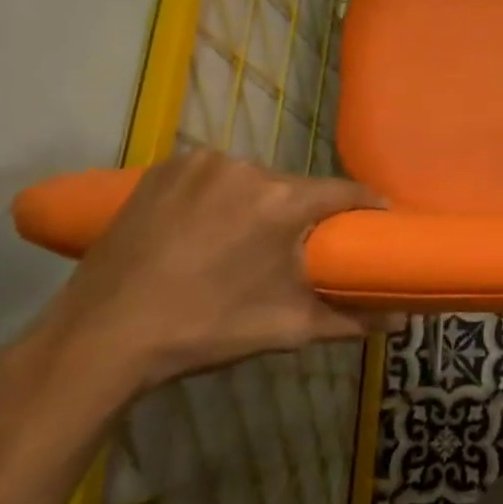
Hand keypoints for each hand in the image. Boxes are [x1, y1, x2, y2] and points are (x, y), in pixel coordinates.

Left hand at [33, 150, 384, 392]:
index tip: (376, 221)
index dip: (365, 206)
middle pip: (295, 187)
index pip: (344, 191)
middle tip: (298, 248)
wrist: (100, 338)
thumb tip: (402, 321)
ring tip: (244, 242)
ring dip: (258, 204)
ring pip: (252, 181)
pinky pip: (211, 177)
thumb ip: (351, 319)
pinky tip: (205, 228)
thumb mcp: (286, 328)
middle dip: (302, 214)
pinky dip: (218, 196)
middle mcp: (245, 168)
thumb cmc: (205, 330)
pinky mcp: (162, 170)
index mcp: (281, 201)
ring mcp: (199, 164)